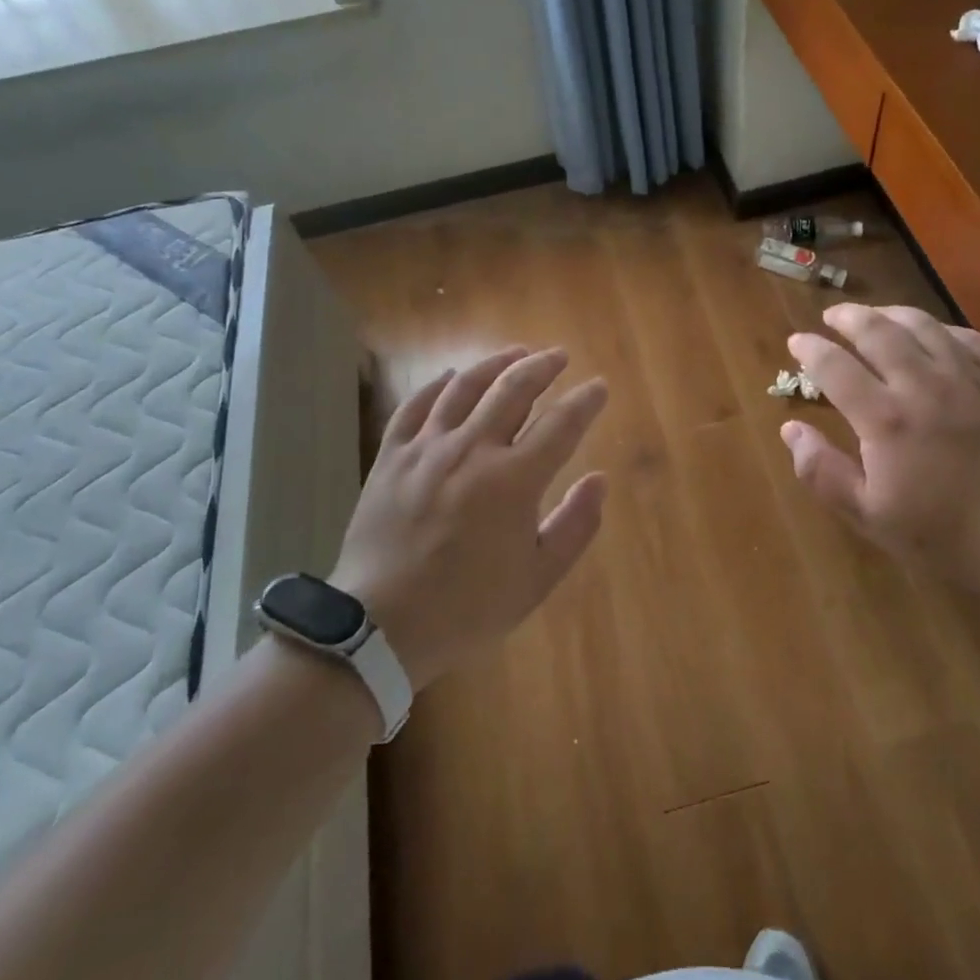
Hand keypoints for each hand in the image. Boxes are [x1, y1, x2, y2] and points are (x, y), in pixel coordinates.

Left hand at [327, 347, 608, 690]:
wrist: (380, 627)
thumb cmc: (468, 607)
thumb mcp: (537, 579)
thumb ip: (575, 526)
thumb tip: (599, 480)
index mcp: (514, 480)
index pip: (561, 424)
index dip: (584, 401)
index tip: (598, 386)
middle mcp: (472, 450)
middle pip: (513, 390)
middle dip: (542, 367)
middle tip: (559, 356)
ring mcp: (427, 449)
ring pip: (465, 387)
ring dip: (495, 364)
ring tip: (515, 352)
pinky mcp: (391, 457)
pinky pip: (415, 406)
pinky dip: (437, 385)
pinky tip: (451, 376)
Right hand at [780, 304, 979, 598]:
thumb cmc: (945, 534)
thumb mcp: (869, 515)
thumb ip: (822, 472)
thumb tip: (790, 430)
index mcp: (884, 418)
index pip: (834, 366)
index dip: (810, 348)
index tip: (796, 341)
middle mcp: (922, 384)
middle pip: (878, 331)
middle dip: (848, 317)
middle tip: (832, 317)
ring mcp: (967, 378)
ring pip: (923, 325)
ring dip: (891, 313)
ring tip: (876, 315)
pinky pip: (968, 338)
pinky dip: (942, 328)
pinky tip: (935, 334)